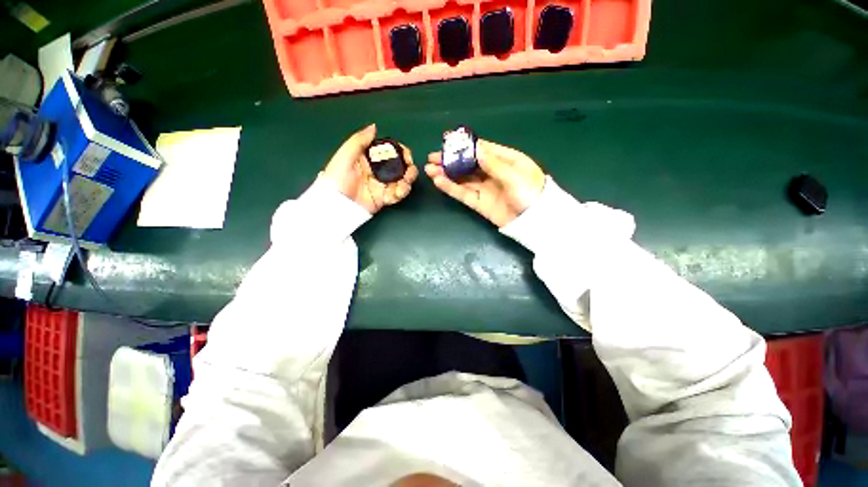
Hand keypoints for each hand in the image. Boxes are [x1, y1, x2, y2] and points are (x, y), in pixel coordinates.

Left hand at [323, 124, 417, 213]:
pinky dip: (401, 192)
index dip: (401, 152)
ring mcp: (382, 185)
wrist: (336, 202)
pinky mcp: (384, 198)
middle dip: (409, 168)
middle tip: (410, 171)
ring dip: (407, 181)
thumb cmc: (337, 177)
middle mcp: (378, 171)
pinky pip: (397, 195)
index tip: (407, 155)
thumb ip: (360, 140)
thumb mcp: (346, 155)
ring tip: (406, 181)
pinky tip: (400, 190)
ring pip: (401, 181)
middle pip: (399, 167)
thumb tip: (374, 127)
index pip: (390, 152)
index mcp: (370, 159)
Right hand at [425, 139, 544, 226]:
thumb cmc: (530, 193)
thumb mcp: (514, 175)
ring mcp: (485, 189)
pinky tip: (439, 181)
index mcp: (505, 160)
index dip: (464, 146)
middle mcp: (493, 172)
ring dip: (446, 174)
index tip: (448, 143)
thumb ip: (493, 163)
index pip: (482, 149)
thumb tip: (475, 149)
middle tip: (432, 157)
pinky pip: (463, 194)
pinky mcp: (480, 204)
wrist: (533, 222)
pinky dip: (451, 188)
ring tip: (429, 170)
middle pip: (468, 164)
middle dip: (450, 160)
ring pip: (463, 179)